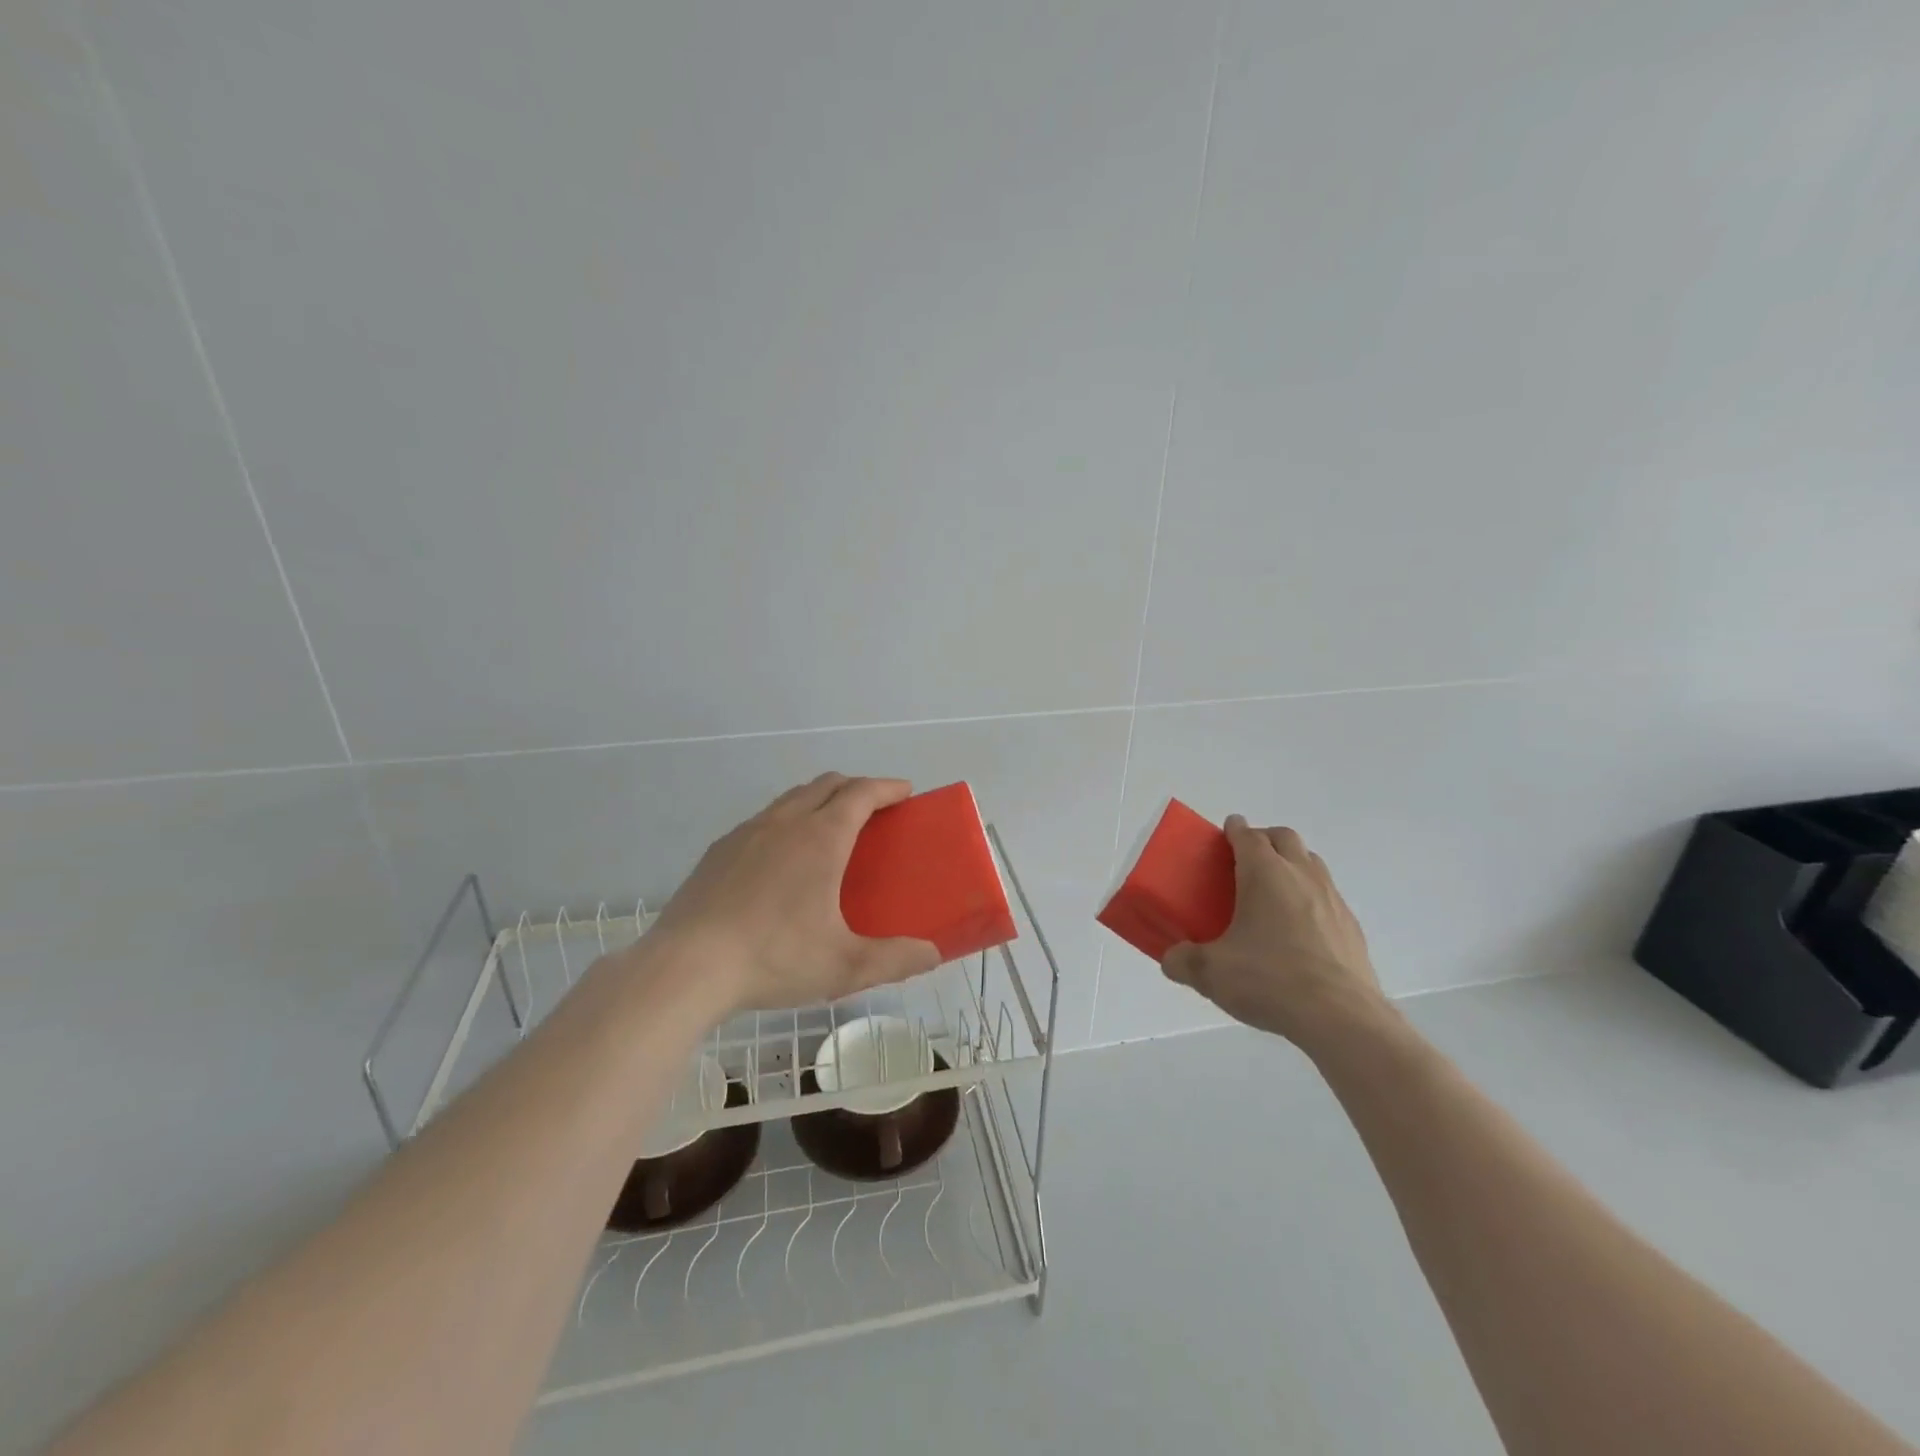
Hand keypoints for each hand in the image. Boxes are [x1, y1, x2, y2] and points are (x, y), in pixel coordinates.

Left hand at [646, 774, 941, 1012]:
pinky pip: (763, 819)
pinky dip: (786, 820)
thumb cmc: (774, 957)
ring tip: (830, 828)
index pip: (861, 793)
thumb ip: (895, 959)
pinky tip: (781, 858)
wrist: (686, 966)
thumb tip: (933, 954)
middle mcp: (785, 822)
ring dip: (819, 799)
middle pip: (827, 784)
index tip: (904, 791)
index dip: (887, 787)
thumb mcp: (844, 966)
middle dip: (856, 787)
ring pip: (792, 798)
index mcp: (821, 838)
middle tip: (874, 810)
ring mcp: (747, 832)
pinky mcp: (719, 850)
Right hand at [1162, 816, 1386, 1050]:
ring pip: (1311, 863)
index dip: (1234, 830)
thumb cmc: (1270, 980)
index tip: (1225, 831)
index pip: (1248, 836)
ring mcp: (1332, 900)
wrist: (1341, 1018)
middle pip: (1285, 838)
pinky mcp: (1352, 928)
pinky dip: (1311, 898)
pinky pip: (1328, 897)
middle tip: (1245, 860)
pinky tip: (1299, 931)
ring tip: (1273, 892)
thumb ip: (1184, 961)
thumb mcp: (1211, 973)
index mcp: (1264, 874)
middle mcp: (1301, 876)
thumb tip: (1171, 960)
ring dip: (1291, 864)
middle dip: (1264, 839)